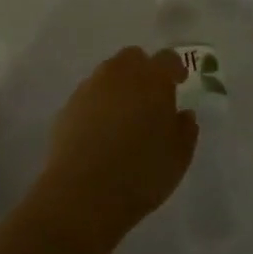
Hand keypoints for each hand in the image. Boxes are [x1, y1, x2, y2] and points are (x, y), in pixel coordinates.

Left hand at [40, 47, 195, 238]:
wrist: (82, 195)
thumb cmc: (141, 173)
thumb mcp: (178, 157)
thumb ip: (185, 130)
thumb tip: (183, 114)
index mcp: (152, 79)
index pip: (167, 59)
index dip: (175, 69)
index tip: (179, 83)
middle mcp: (119, 74)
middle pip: (132, 58)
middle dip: (143, 71)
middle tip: (150, 98)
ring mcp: (89, 88)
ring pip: (107, 75)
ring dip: (118, 87)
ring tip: (124, 117)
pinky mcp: (67, 108)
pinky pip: (88, 97)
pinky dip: (97, 106)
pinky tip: (100, 133)